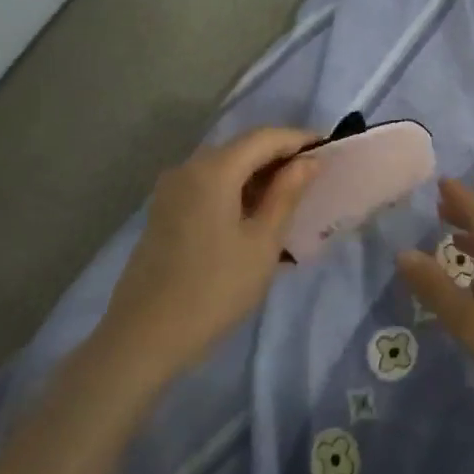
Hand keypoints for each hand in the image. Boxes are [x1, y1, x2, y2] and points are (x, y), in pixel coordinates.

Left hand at [97, 127, 320, 384]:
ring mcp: (171, 189)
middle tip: (314, 176)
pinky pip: (207, 186)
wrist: (144, 336)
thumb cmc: (215, 290)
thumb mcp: (262, 243)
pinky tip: (256, 215)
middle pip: (241, 148)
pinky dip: (236, 190)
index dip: (299, 139)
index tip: (329, 149)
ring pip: (224, 167)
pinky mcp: (164, 210)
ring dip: (258, 175)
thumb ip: (286, 195)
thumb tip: (309, 160)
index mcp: (213, 169)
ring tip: (291, 198)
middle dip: (279, 156)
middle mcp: (188, 167)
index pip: (264, 137)